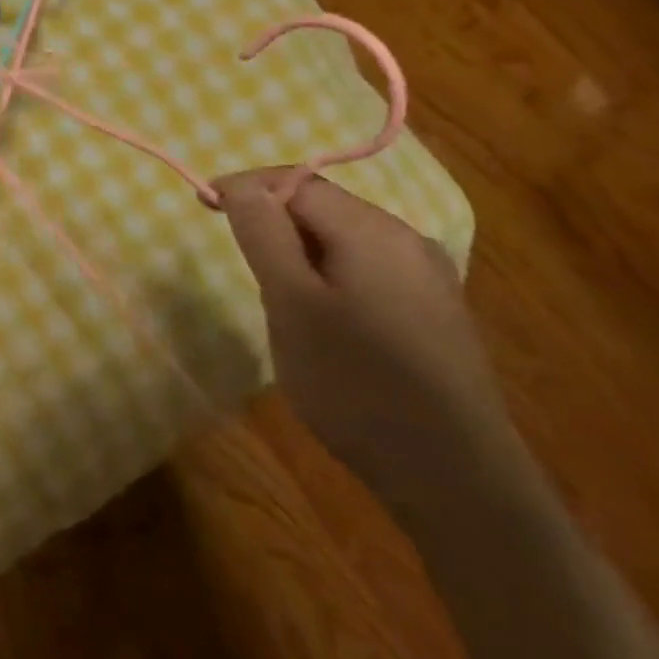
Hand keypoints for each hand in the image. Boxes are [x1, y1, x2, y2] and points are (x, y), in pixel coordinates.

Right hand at [211, 169, 511, 488]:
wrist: (455, 477)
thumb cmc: (356, 382)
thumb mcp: (290, 303)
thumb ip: (263, 233)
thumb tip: (240, 185)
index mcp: (371, 228)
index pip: (295, 181)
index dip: (245, 189)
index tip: (203, 206)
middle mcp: (407, 239)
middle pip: (324, 207)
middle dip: (275, 223)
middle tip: (244, 265)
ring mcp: (430, 277)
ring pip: (346, 241)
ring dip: (303, 253)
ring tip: (281, 301)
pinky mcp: (436, 313)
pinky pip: (370, 272)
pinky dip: (333, 279)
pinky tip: (329, 325)